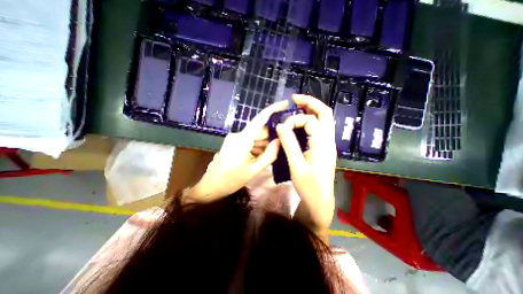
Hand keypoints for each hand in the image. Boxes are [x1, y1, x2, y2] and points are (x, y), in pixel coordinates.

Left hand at [186, 100, 289, 202]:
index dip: (273, 109)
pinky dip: (257, 147)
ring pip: (255, 137)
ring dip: (264, 145)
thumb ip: (269, 155)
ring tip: (268, 158)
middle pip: (260, 131)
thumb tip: (280, 141)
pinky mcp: (233, 143)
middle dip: (270, 138)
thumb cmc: (232, 180)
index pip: (260, 119)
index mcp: (242, 139)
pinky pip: (249, 141)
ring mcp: (235, 138)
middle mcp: (238, 135)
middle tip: (280, 148)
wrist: (211, 186)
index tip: (285, 103)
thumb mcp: (254, 170)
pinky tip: (259, 158)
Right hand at [275, 94, 336, 241]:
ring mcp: (327, 144)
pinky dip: (311, 120)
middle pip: (325, 113)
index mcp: (322, 145)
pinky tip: (300, 122)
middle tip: (295, 98)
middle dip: (310, 102)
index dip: (295, 120)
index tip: (282, 128)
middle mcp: (328, 141)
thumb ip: (289, 144)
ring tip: (297, 105)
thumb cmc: (308, 186)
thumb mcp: (296, 166)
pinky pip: (319, 128)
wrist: (320, 200)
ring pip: (324, 120)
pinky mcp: (324, 148)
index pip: (310, 121)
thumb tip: (281, 126)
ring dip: (311, 110)